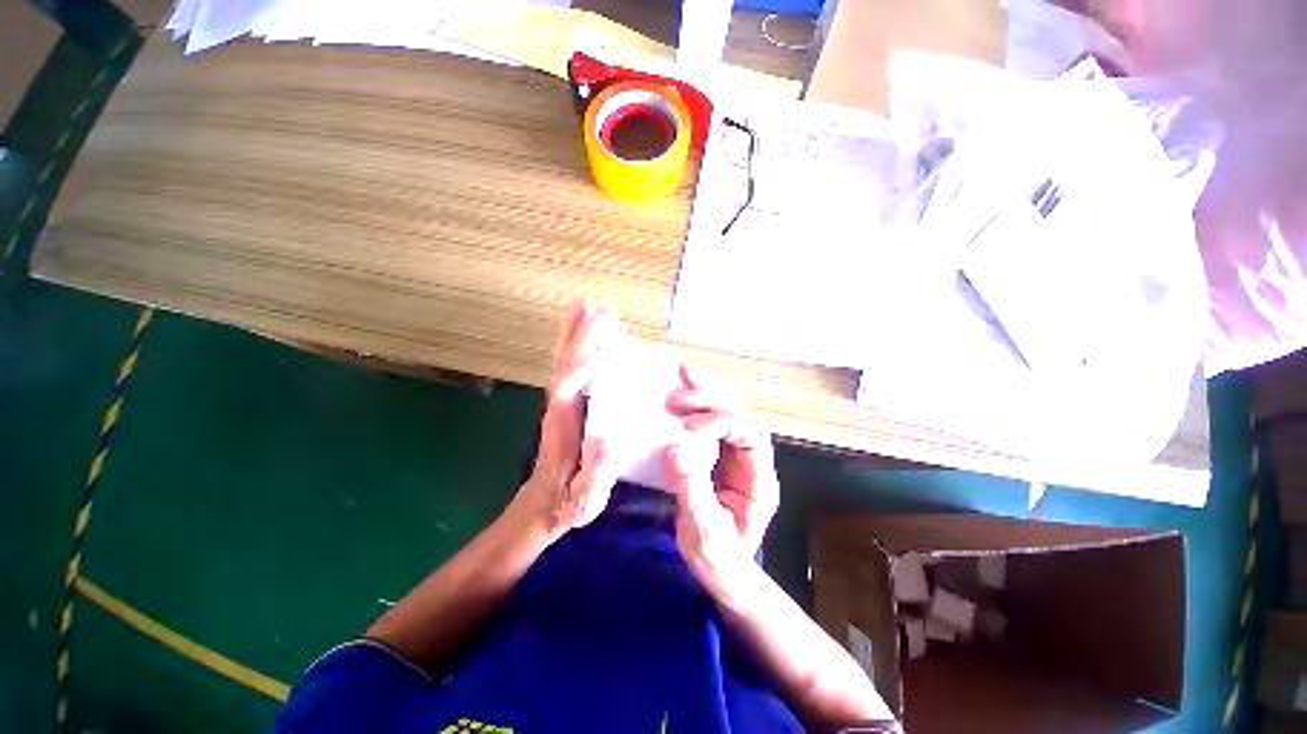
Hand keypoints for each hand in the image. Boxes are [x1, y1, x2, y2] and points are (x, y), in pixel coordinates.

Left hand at [513, 301, 622, 539]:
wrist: (542, 505)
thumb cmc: (566, 504)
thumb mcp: (584, 501)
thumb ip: (595, 474)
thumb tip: (609, 439)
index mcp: (563, 427)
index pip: (568, 387)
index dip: (582, 363)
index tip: (601, 341)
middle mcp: (558, 407)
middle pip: (566, 363)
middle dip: (581, 335)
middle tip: (600, 308)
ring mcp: (561, 403)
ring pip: (566, 361)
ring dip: (576, 334)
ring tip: (590, 307)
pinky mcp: (567, 404)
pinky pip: (572, 368)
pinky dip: (578, 347)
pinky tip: (589, 335)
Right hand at [666, 365, 779, 583]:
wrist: (723, 574)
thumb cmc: (720, 561)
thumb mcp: (705, 534)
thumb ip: (693, 493)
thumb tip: (675, 450)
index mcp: (760, 482)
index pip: (750, 436)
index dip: (721, 423)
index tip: (687, 427)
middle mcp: (753, 463)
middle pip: (740, 417)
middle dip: (713, 399)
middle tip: (680, 390)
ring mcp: (737, 458)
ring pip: (728, 413)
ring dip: (706, 393)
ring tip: (682, 376)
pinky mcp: (719, 457)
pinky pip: (711, 423)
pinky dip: (698, 405)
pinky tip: (681, 393)